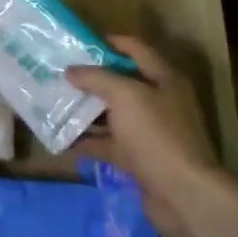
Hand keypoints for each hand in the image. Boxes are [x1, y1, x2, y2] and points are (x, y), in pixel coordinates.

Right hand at [67, 37, 230, 236]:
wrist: (183, 194)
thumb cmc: (156, 135)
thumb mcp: (125, 96)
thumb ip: (97, 78)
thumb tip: (71, 71)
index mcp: (164, 79)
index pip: (136, 49)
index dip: (109, 42)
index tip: (78, 43)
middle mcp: (160, 101)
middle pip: (122, 82)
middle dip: (91, 78)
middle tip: (59, 74)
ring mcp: (150, 132)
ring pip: (113, 114)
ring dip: (86, 110)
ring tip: (54, 103)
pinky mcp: (140, 158)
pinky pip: (110, 143)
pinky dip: (89, 141)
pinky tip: (63, 139)